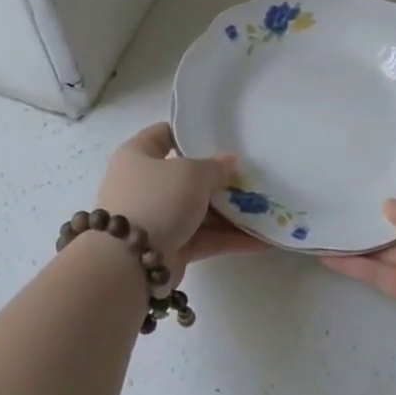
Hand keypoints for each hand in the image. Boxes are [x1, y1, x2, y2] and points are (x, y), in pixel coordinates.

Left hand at [96, 122, 266, 281]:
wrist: (129, 261)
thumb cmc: (157, 199)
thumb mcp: (191, 173)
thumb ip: (215, 167)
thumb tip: (229, 162)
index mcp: (137, 156)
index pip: (163, 134)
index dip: (189, 133)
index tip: (220, 136)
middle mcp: (144, 185)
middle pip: (187, 176)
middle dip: (219, 179)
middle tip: (251, 175)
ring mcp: (157, 218)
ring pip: (199, 210)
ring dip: (230, 211)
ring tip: (266, 208)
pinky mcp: (170, 247)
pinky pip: (204, 238)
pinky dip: (230, 238)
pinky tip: (262, 239)